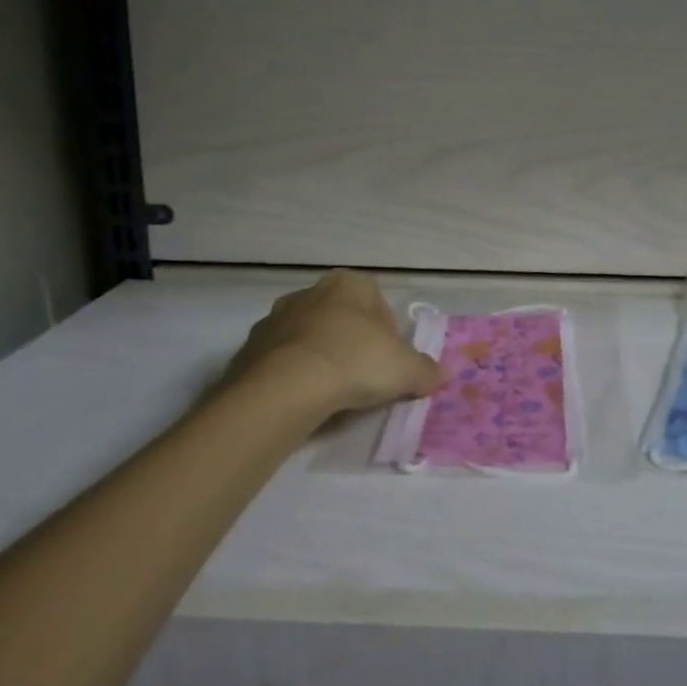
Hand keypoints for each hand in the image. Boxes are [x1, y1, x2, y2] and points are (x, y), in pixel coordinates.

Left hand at [225, 270, 443, 413]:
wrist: (284, 389)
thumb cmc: (354, 361)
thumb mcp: (405, 369)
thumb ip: (426, 370)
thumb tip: (440, 376)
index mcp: (347, 284)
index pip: (376, 301)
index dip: (387, 333)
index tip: (389, 361)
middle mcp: (308, 293)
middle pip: (340, 318)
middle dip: (351, 343)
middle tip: (363, 377)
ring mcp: (273, 321)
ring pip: (307, 338)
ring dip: (320, 359)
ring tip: (331, 394)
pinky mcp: (247, 351)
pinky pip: (279, 362)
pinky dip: (292, 377)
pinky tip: (303, 401)